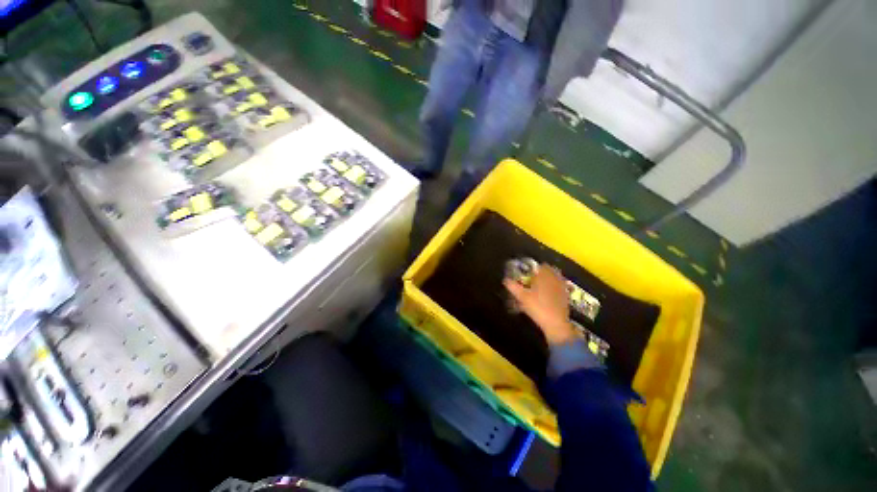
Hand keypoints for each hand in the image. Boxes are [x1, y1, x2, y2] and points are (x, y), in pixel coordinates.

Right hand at [504, 264, 576, 345]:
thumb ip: (513, 286)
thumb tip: (505, 280)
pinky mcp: (566, 297)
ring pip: (554, 279)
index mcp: (545, 276)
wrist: (556, 323)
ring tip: (539, 289)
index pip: (542, 265)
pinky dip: (553, 289)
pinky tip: (547, 297)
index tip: (528, 273)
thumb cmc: (537, 306)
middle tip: (532, 281)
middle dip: (541, 275)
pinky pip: (559, 288)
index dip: (534, 268)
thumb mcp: (521, 296)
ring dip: (547, 281)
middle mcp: (555, 279)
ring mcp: (562, 288)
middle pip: (549, 271)